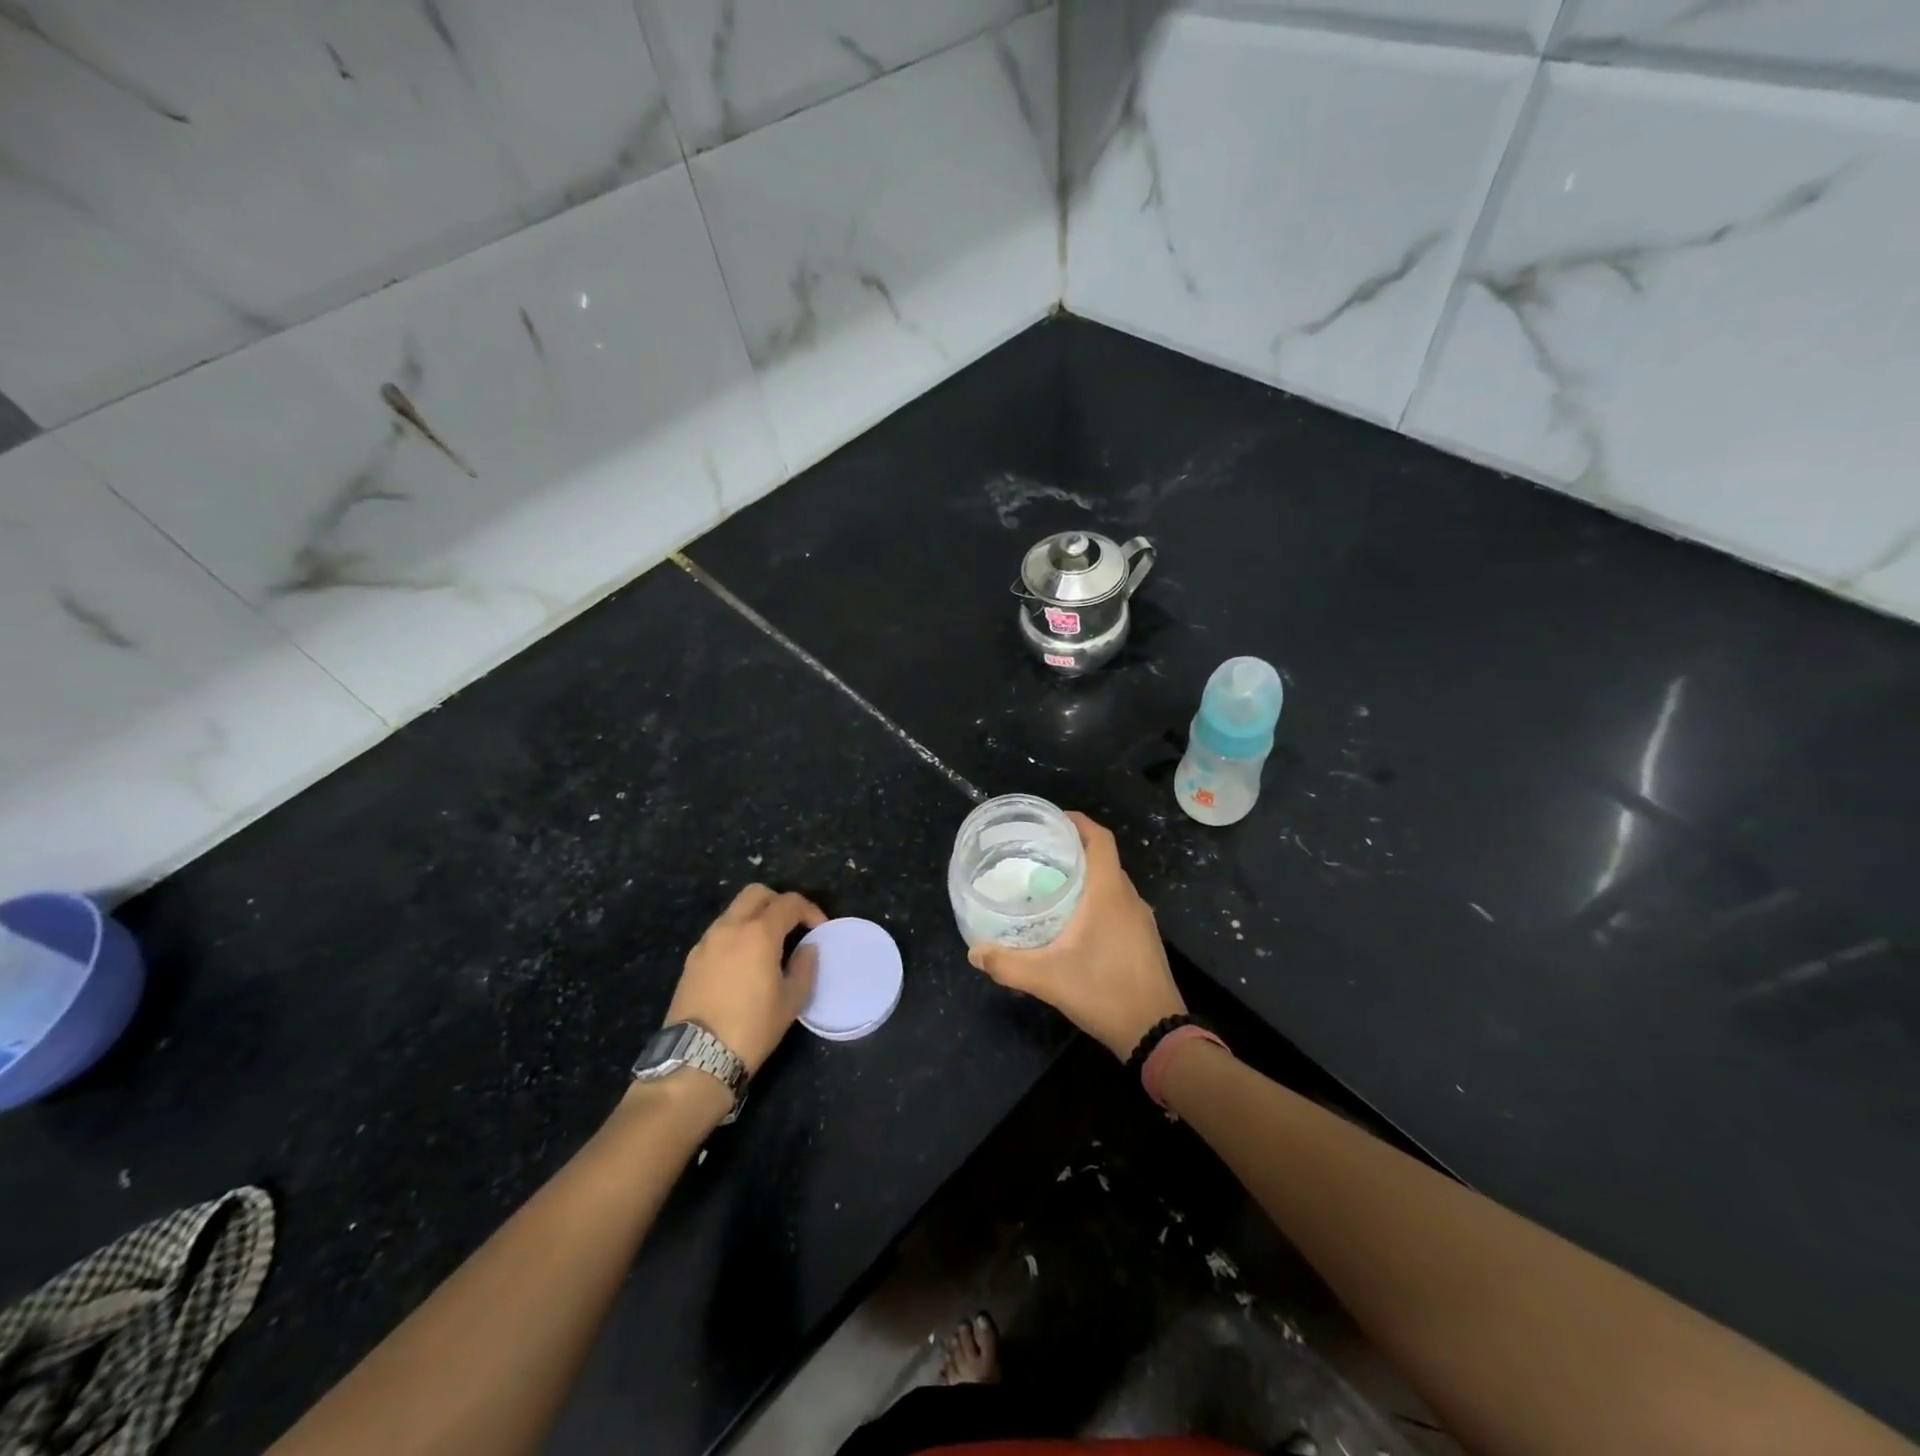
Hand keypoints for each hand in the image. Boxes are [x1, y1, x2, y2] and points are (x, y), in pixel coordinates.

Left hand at [666, 884, 825, 1074]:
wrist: (697, 1058)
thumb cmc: (752, 1028)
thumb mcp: (791, 1001)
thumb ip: (804, 967)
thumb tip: (807, 948)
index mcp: (758, 933)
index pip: (789, 902)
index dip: (810, 910)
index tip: (820, 928)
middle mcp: (730, 927)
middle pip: (757, 893)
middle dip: (779, 902)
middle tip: (793, 926)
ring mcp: (707, 941)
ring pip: (735, 910)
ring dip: (756, 916)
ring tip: (769, 945)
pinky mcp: (692, 958)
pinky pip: (720, 931)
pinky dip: (737, 934)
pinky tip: (744, 961)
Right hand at [969, 812, 1185, 1059]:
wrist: (1156, 1033)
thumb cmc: (1104, 993)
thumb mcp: (1048, 979)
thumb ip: (1007, 964)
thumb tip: (974, 953)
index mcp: (1109, 893)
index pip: (1100, 839)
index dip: (1078, 822)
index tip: (1051, 820)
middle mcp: (1129, 898)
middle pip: (1103, 858)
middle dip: (1074, 849)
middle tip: (1038, 853)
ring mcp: (1141, 919)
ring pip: (1112, 883)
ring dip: (1086, 875)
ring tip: (1050, 882)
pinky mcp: (1144, 938)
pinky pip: (1118, 903)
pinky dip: (1097, 898)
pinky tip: (1074, 919)